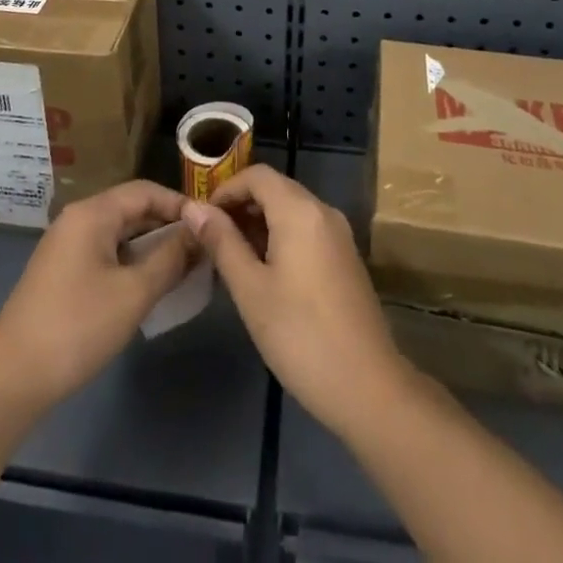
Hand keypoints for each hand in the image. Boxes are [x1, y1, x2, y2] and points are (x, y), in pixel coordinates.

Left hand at [0, 181, 197, 409]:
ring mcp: (66, 246)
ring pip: (119, 234)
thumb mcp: (133, 293)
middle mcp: (78, 219)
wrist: (11, 378)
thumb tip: (198, 234)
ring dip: (150, 247)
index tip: (209, 226)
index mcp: (93, 213)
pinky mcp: (61, 272)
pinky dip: (130, 262)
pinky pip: (105, 253)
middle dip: (167, 226)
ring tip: (182, 268)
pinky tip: (147, 287)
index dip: (179, 204)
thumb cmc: (77, 327)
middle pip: (131, 209)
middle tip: (201, 249)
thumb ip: (170, 259)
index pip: (145, 191)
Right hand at [183, 168, 410, 433]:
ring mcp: (339, 235)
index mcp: (300, 210)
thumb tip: (194, 208)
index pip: (257, 175)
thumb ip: (222, 242)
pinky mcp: (346, 258)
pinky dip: (281, 237)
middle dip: (241, 206)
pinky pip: (307, 230)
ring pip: (292, 210)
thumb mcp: (250, 289)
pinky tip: (265, 273)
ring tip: (233, 258)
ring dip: (260, 223)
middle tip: (212, 239)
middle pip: (275, 189)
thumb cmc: (301, 335)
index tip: (203, 219)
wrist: (368, 388)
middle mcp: (323, 211)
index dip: (226, 189)